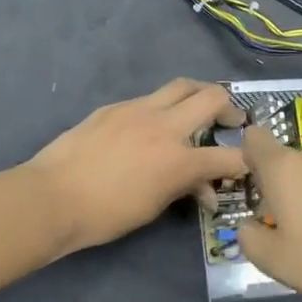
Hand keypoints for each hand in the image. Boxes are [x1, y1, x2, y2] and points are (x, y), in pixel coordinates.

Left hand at [29, 79, 246, 255]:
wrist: (52, 197)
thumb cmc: (104, 215)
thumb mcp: (152, 208)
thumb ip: (183, 190)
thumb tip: (204, 189)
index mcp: (178, 160)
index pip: (228, 157)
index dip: (245, 162)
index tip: (249, 164)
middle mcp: (164, 126)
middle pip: (211, 97)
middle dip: (229, 107)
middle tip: (231, 121)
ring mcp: (138, 110)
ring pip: (181, 86)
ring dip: (198, 94)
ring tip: (200, 107)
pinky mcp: (115, 107)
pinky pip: (149, 98)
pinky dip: (163, 107)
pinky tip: (154, 124)